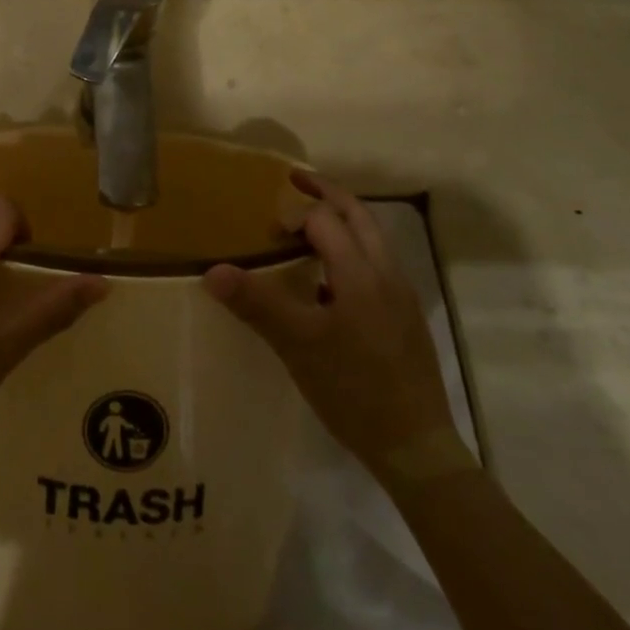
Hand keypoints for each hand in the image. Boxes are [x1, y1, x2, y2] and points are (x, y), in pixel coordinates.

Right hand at [205, 171, 455, 473]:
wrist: (416, 448)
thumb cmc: (353, 390)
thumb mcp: (297, 346)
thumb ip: (256, 303)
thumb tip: (212, 270)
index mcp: (361, 274)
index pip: (325, 220)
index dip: (293, 214)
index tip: (265, 225)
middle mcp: (387, 275)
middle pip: (360, 216)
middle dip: (327, 193)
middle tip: (295, 181)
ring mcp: (401, 297)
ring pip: (373, 239)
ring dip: (343, 221)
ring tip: (309, 226)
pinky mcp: (406, 319)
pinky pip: (377, 265)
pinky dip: (353, 251)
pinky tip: (328, 283)